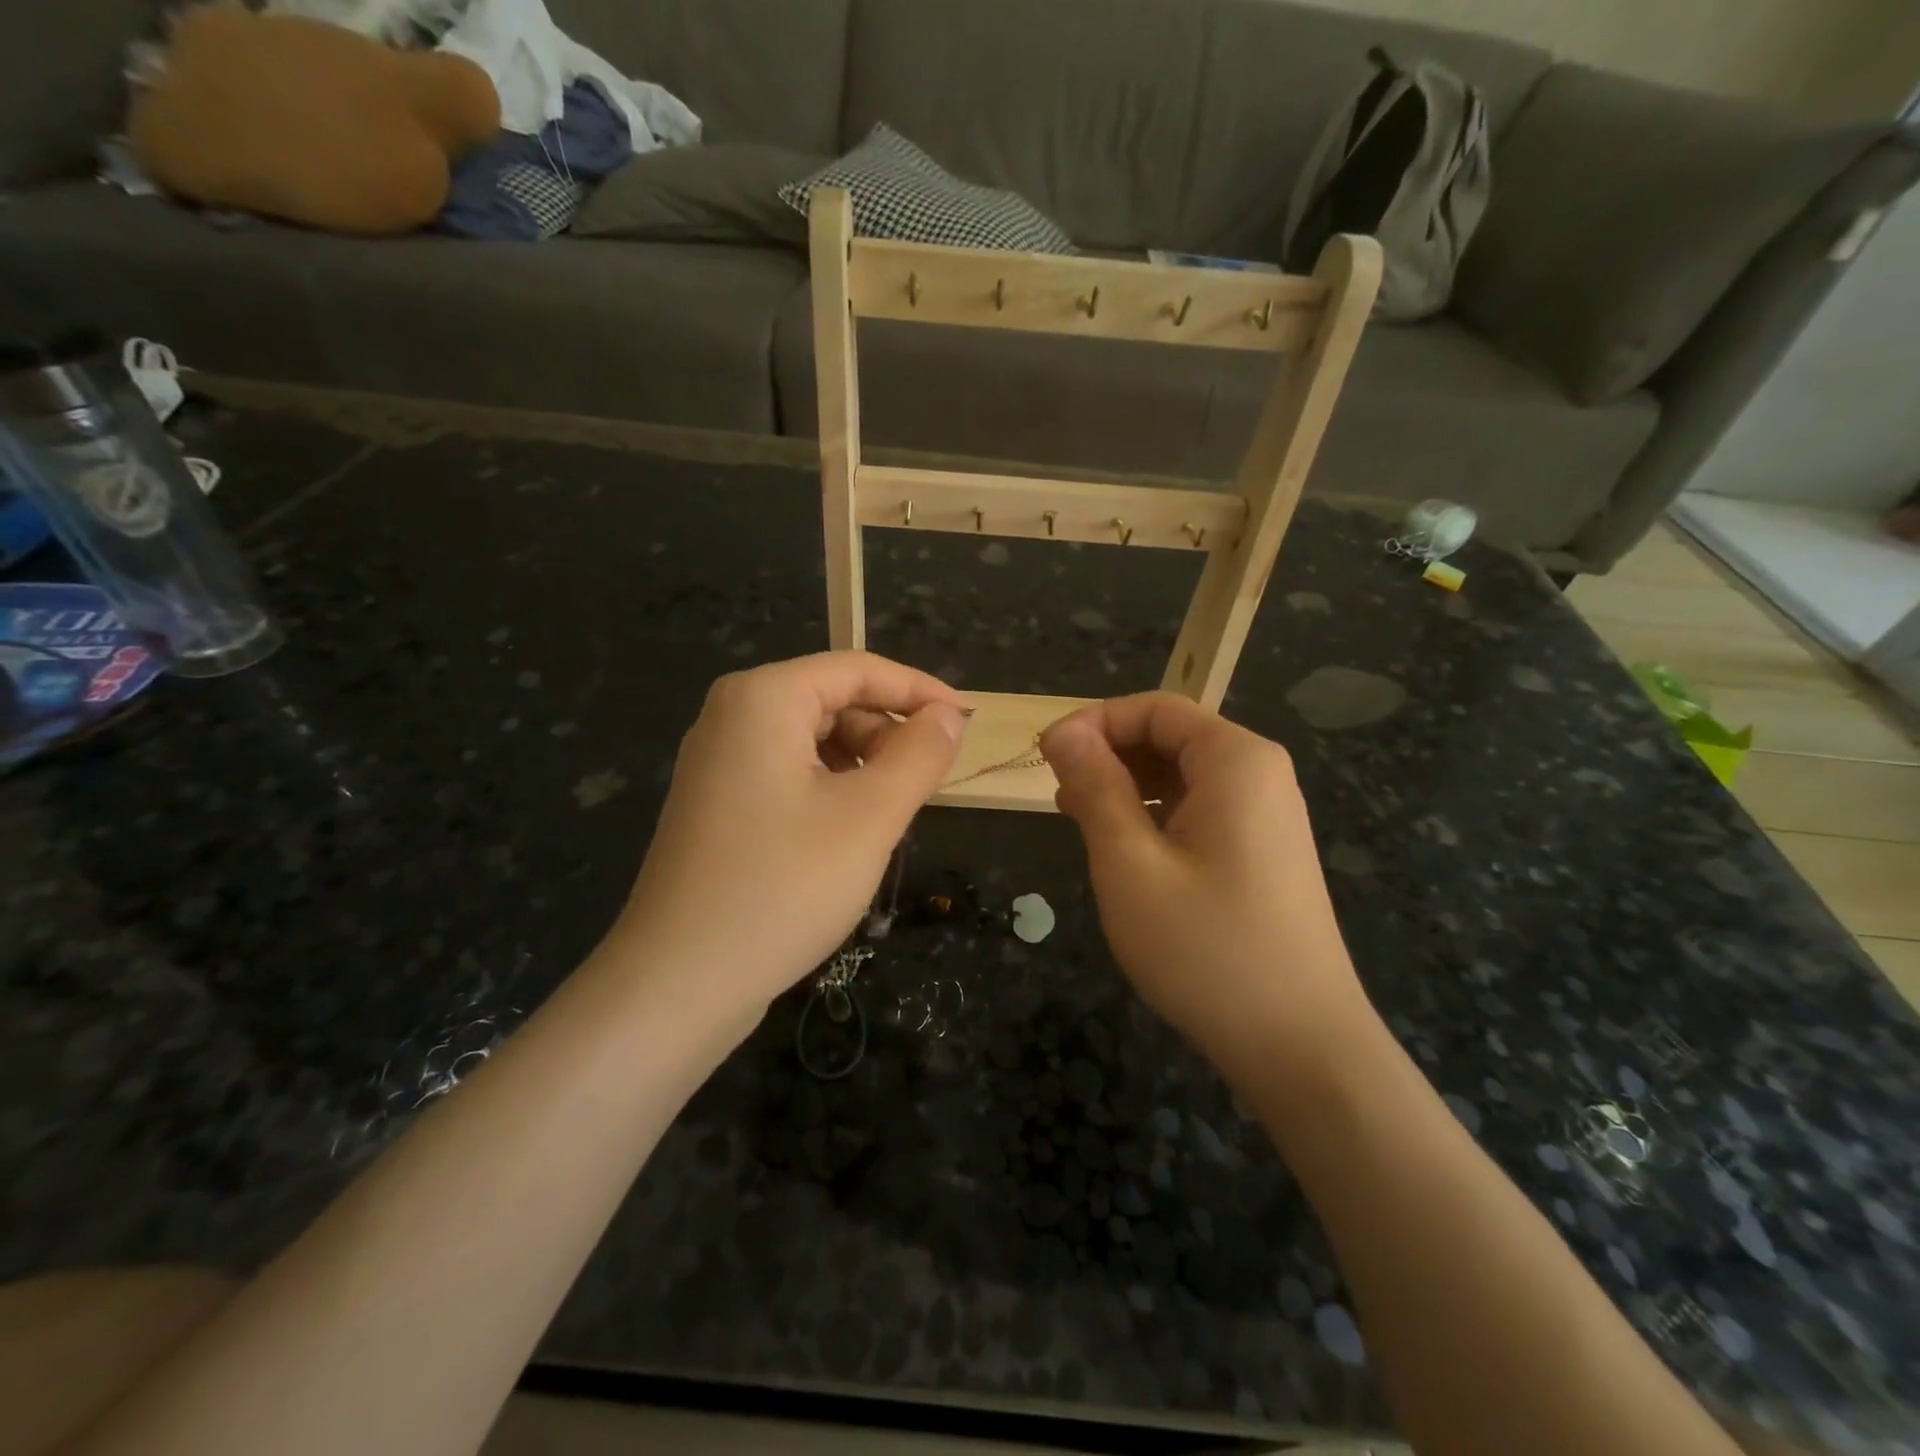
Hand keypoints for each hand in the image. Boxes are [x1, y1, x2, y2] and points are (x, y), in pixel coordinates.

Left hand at [617, 652, 964, 1019]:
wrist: (679, 983)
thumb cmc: (784, 886)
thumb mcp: (870, 816)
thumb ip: (919, 754)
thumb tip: (949, 715)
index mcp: (763, 699)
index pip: (858, 669)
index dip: (920, 691)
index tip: (968, 722)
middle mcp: (733, 717)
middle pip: (833, 702)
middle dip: (887, 735)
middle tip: (929, 785)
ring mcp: (719, 763)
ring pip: (813, 741)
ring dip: (863, 767)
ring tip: (890, 817)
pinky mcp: (718, 804)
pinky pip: (789, 774)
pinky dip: (831, 790)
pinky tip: (850, 834)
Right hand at [1040, 693, 1376, 1084]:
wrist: (1300, 1046)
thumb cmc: (1206, 948)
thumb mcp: (1130, 863)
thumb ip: (1095, 787)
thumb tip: (1063, 731)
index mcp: (1236, 761)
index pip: (1155, 708)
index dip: (1094, 723)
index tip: (1046, 757)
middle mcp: (1260, 775)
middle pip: (1171, 736)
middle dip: (1109, 755)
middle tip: (1058, 796)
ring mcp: (1267, 816)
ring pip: (1183, 775)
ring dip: (1127, 786)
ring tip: (1080, 822)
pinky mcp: (1263, 852)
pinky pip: (1200, 810)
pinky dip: (1155, 815)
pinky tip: (1124, 849)